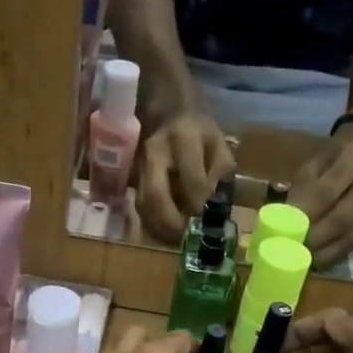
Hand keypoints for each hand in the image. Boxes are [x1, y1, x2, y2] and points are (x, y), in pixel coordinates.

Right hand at [136, 111, 235, 244]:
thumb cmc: (200, 133)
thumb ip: (220, 175)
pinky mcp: (132, 178)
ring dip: (159, 227)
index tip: (206, 222)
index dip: (199, 206)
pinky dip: (152, 223)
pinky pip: (139, 206)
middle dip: (171, 224)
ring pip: (143, 204)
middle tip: (186, 238)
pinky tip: (166, 230)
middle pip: (155, 196)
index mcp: (184, 138)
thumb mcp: (219, 146)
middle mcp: (155, 152)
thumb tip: (211, 208)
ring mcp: (139, 165)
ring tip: (177, 238)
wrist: (169, 114)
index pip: (191, 180)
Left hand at [289, 128, 352, 266]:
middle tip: (295, 252)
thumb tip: (286, 222)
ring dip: (327, 251)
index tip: (287, 234)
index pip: (326, 192)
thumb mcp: (315, 166)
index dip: (306, 216)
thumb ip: (302, 190)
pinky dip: (338, 252)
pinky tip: (321, 259)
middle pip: (343, 217)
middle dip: (317, 238)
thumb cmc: (334, 162)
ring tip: (305, 260)